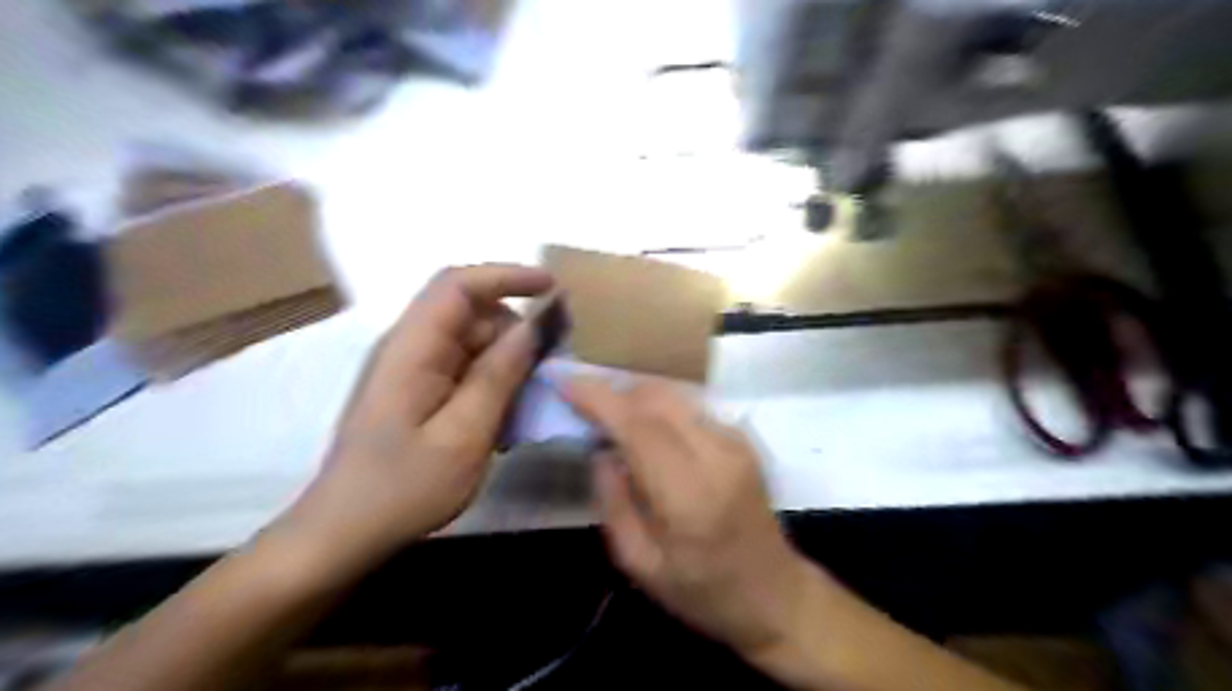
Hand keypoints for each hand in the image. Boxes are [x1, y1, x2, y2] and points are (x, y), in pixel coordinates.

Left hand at [278, 266, 552, 570]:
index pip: (458, 285)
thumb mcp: (464, 435)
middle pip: (472, 315)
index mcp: (412, 348)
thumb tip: (535, 324)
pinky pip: (466, 371)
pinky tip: (503, 423)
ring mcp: (413, 370)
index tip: (553, 289)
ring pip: (474, 344)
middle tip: (550, 369)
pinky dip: (493, 386)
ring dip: (507, 366)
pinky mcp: (418, 392)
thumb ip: (499, 374)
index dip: (507, 276)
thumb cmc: (403, 488)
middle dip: (516, 333)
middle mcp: (410, 348)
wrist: (343, 534)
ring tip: (525, 407)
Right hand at [561, 376, 814, 661]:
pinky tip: (648, 431)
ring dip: (637, 397)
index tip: (566, 382)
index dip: (600, 399)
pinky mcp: (743, 439)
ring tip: (612, 417)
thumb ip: (612, 501)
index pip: (639, 426)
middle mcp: (717, 456)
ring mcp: (735, 443)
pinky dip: (661, 409)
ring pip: (675, 396)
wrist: (773, 593)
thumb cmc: (701, 590)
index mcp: (688, 495)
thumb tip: (601, 450)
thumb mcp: (638, 563)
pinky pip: (690, 408)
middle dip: (616, 393)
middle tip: (585, 405)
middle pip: (658, 399)